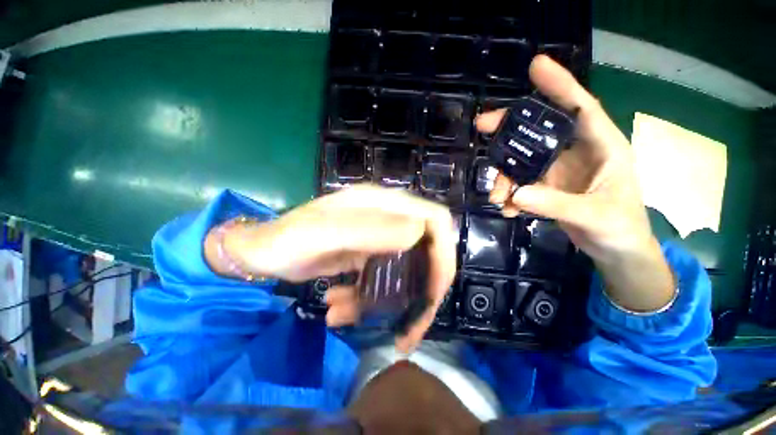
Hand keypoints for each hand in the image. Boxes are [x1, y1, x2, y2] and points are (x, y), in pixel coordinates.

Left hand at [205, 185, 456, 352]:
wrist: (261, 252)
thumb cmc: (287, 239)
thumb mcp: (325, 233)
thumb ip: (369, 228)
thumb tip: (419, 230)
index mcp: (383, 204)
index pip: (434, 220)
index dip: (443, 252)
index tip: (434, 289)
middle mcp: (386, 218)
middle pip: (425, 251)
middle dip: (422, 290)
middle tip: (410, 326)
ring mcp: (377, 238)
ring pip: (404, 271)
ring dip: (390, 303)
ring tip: (356, 319)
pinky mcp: (367, 255)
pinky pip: (382, 280)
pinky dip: (367, 300)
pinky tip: (340, 309)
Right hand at [477, 55, 674, 311]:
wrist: (616, 251)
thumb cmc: (620, 228)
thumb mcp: (593, 215)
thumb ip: (556, 203)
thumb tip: (516, 193)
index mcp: (601, 146)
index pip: (580, 107)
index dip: (559, 84)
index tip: (535, 66)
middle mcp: (576, 152)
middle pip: (539, 130)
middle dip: (510, 128)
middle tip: (482, 126)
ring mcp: (558, 170)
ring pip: (522, 161)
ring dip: (505, 177)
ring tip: (498, 197)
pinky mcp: (546, 187)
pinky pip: (521, 183)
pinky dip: (511, 195)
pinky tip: (508, 209)